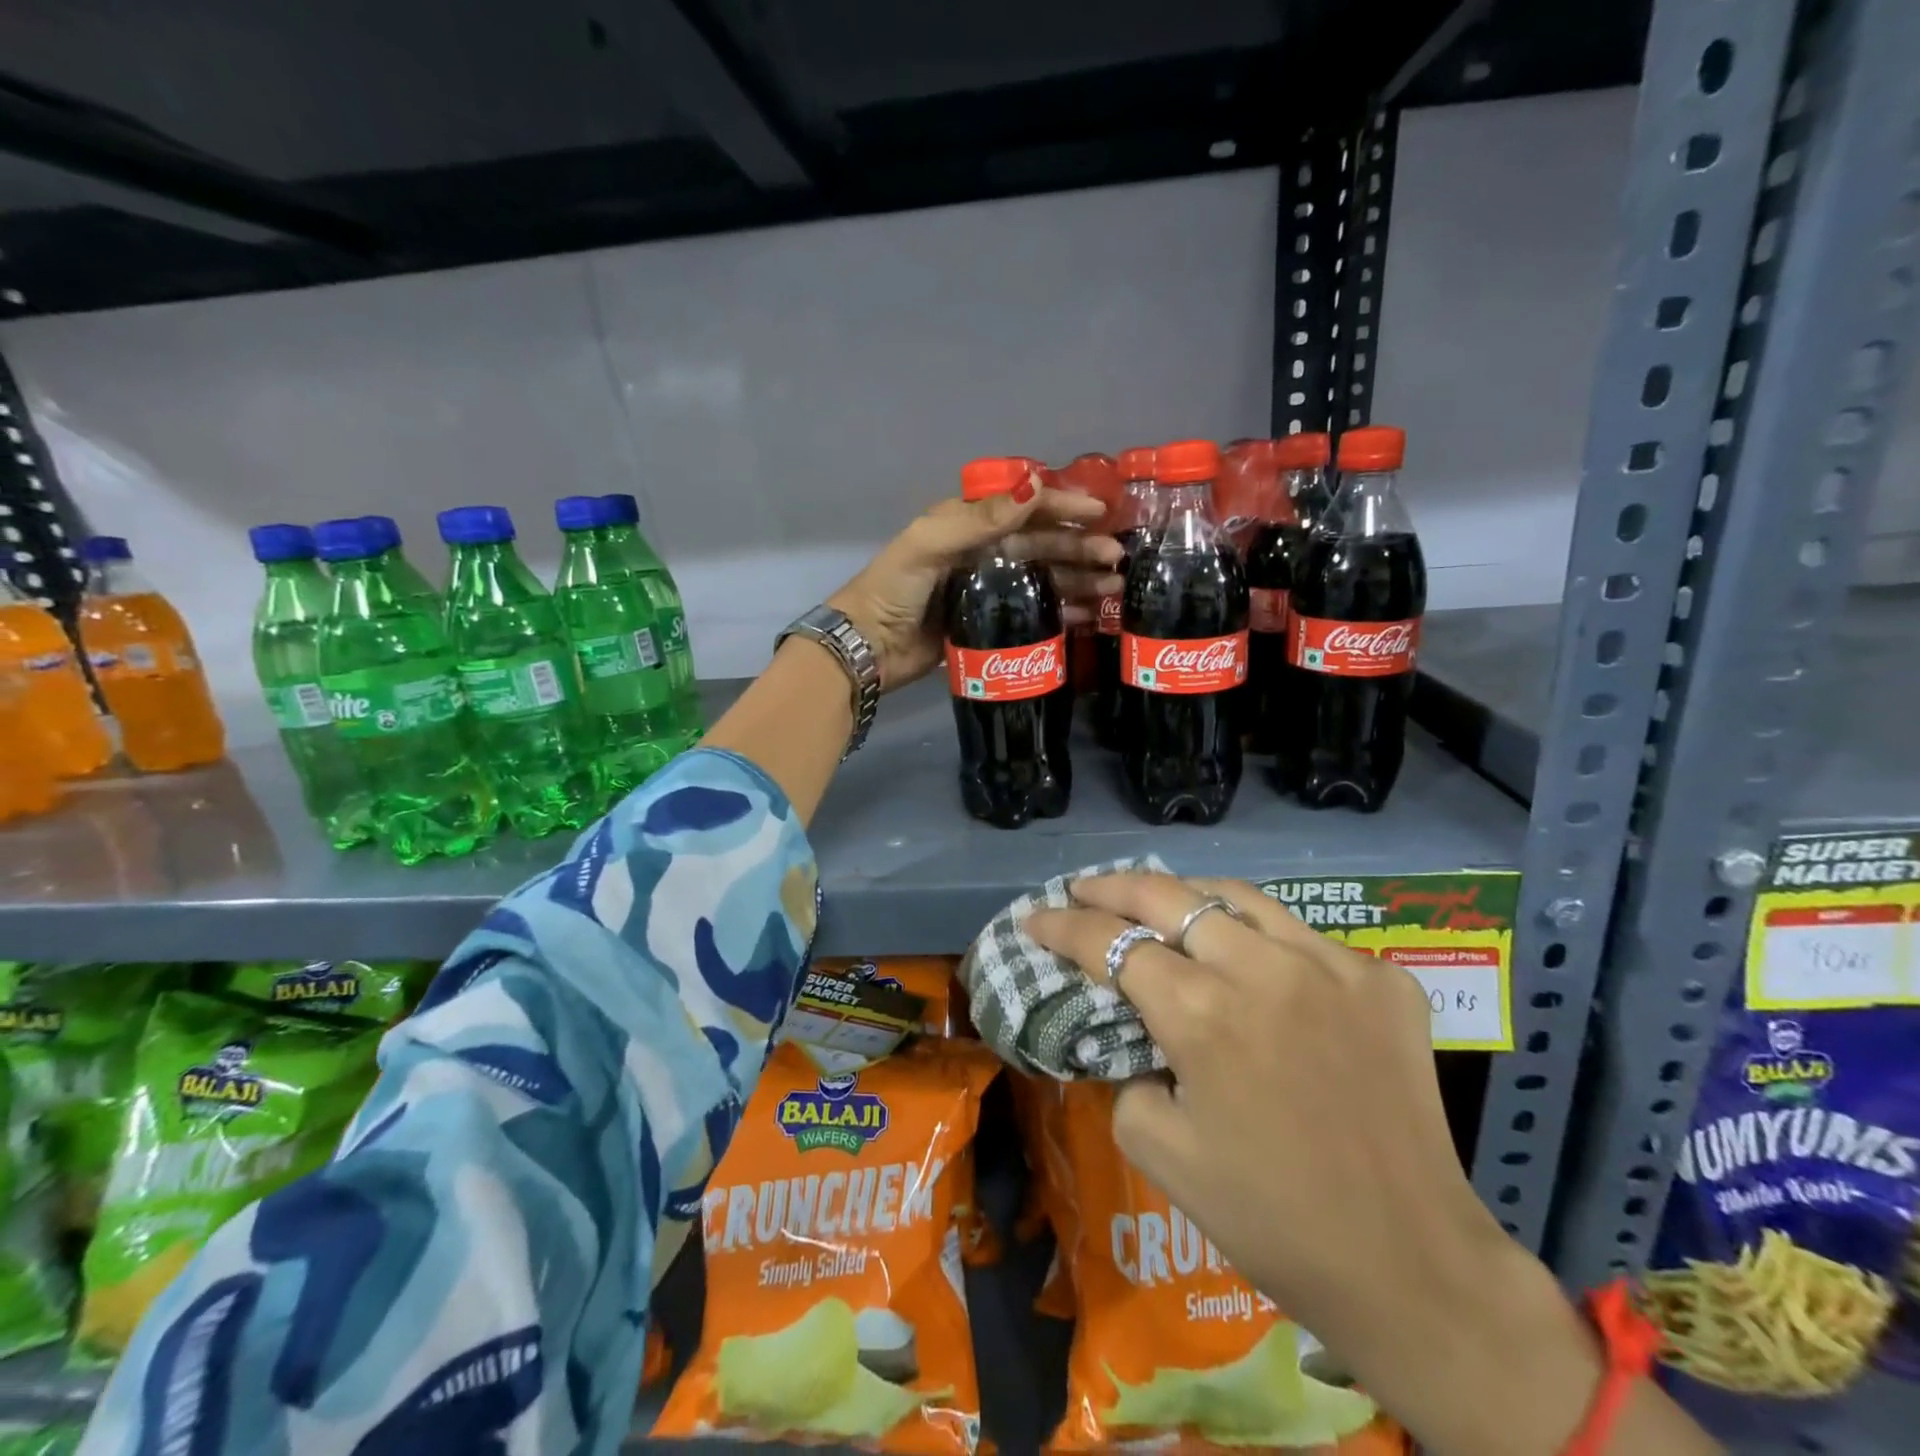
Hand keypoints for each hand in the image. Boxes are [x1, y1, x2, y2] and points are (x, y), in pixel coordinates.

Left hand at [826, 475, 1117, 690]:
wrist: (869, 648)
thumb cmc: (894, 589)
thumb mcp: (930, 545)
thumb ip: (979, 519)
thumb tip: (1035, 486)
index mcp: (968, 526)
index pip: (1023, 508)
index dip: (1062, 507)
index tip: (1100, 511)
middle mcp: (983, 553)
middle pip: (1041, 545)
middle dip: (1080, 548)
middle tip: (1117, 558)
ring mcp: (989, 590)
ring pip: (1044, 579)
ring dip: (1080, 581)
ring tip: (1115, 588)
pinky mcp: (992, 625)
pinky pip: (1036, 613)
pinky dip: (1063, 613)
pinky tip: (1090, 616)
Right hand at [1023, 872, 1501, 1340]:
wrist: (1409, 1263)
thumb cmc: (1270, 1217)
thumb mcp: (1159, 1151)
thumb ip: (1124, 1073)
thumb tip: (1128, 1033)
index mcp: (1202, 1015)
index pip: (1111, 943)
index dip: (1062, 925)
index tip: (1034, 916)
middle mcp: (1263, 969)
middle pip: (1167, 896)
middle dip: (1112, 886)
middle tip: (1081, 888)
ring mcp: (1331, 964)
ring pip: (1236, 896)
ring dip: (1184, 894)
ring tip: (1156, 901)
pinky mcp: (1381, 977)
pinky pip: (1301, 935)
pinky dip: (1257, 935)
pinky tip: (1246, 956)